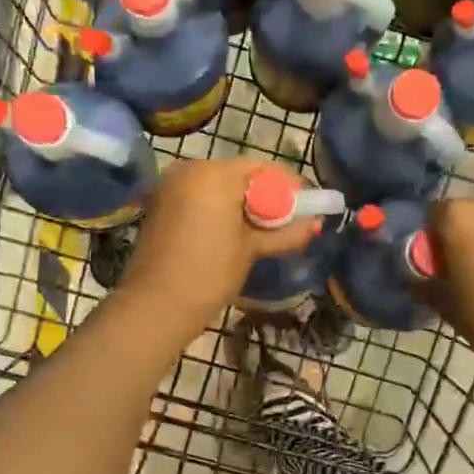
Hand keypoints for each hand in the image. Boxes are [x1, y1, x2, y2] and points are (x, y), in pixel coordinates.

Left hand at [118, 159, 322, 335]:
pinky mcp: (161, 203)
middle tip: (286, 222)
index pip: (261, 168)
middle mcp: (190, 169)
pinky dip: (218, 209)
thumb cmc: (210, 273)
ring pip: (218, 186)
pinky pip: (199, 197)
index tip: (305, 207)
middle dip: (264, 196)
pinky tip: (232, 233)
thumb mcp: (253, 249)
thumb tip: (317, 222)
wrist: (156, 305)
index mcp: (214, 174)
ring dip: (241, 204)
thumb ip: (287, 231)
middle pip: (239, 175)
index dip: (286, 186)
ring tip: (261, 231)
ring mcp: (171, 185)